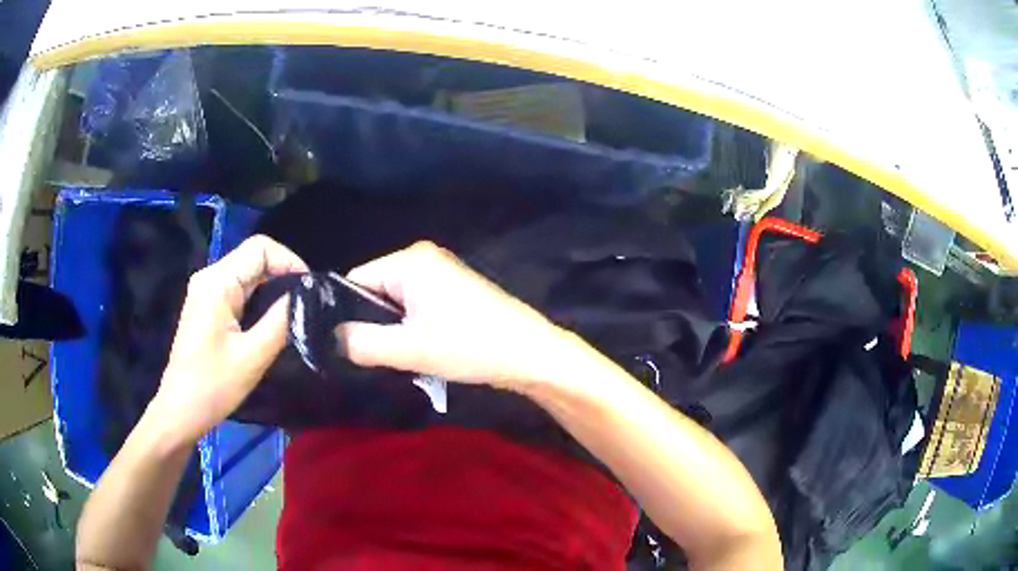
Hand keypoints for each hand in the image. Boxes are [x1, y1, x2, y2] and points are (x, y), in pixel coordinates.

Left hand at [150, 235, 307, 443]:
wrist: (181, 410)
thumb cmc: (213, 385)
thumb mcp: (252, 356)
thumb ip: (281, 321)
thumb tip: (308, 296)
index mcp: (217, 282)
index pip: (260, 248)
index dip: (289, 261)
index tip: (310, 290)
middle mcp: (210, 277)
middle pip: (253, 256)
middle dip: (284, 273)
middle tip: (307, 302)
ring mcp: (206, 290)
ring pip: (248, 272)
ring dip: (273, 285)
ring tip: (295, 310)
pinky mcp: (208, 305)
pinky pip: (239, 288)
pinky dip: (260, 296)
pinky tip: (272, 317)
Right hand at [339, 241, 574, 390]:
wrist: (530, 353)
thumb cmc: (470, 346)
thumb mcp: (408, 350)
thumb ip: (360, 343)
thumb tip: (330, 337)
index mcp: (409, 260)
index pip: (354, 280)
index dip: (345, 313)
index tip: (346, 345)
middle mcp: (422, 257)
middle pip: (375, 290)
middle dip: (373, 323)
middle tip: (378, 356)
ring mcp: (441, 272)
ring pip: (395, 302)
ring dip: (394, 329)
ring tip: (403, 355)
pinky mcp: (453, 289)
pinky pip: (416, 305)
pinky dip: (412, 327)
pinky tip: (422, 349)